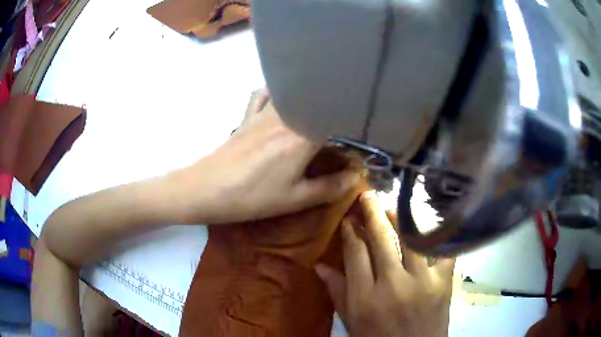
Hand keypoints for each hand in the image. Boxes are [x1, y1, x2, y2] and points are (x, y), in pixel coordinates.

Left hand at [175, 89, 360, 223]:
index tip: (357, 150)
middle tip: (342, 132)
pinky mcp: (248, 115)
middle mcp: (287, 116)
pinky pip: (264, 94)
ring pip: (293, 93)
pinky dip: (277, 93)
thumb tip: (356, 178)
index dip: (353, 137)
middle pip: (318, 105)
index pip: (338, 126)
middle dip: (335, 114)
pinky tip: (283, 101)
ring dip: (308, 99)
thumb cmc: (252, 197)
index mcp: (303, 136)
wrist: (205, 189)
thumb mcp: (295, 199)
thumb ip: (330, 188)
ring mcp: (264, 112)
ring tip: (317, 112)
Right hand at [315, 191, 454, 336]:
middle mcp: (393, 284)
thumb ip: (337, 292)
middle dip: (372, 211)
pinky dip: (436, 234)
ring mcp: (423, 281)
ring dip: (400, 218)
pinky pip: (442, 249)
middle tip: (367, 195)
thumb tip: (319, 266)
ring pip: (411, 237)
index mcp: (365, 297)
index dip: (351, 231)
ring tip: (391, 207)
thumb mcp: (351, 322)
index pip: (355, 253)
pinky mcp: (444, 282)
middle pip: (381, 238)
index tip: (348, 219)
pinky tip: (428, 224)